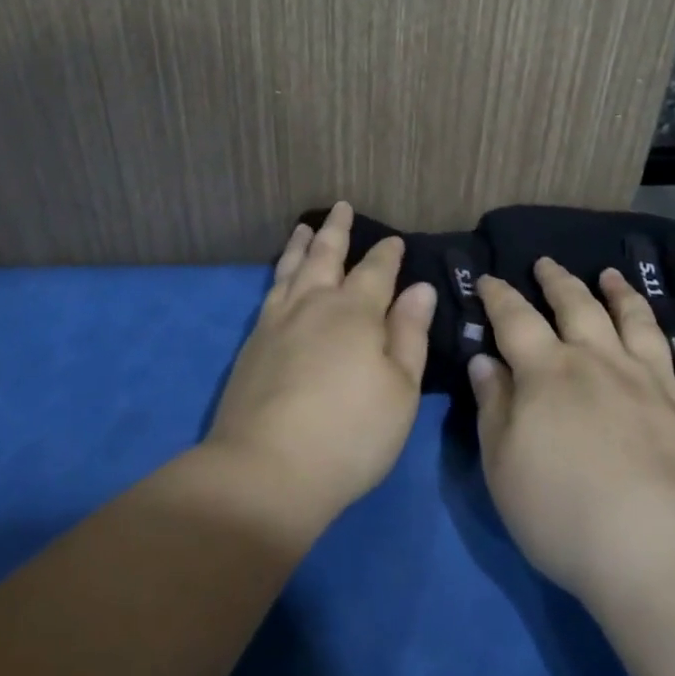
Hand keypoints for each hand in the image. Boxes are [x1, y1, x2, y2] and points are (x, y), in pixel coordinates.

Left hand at [205, 203, 436, 528]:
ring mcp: (278, 321)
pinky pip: (271, 291)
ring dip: (301, 245)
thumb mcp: (400, 389)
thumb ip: (410, 334)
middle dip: (337, 230)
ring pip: (292, 268)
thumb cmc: (350, 433)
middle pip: (327, 255)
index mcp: (355, 312)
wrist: (266, 469)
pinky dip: (280, 273)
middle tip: (340, 207)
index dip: (387, 254)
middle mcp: (314, 304)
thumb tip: (420, 288)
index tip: (394, 240)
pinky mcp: (254, 343)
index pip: (376, 271)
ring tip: (305, 228)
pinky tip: (281, 277)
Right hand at [469, 260, 674, 615]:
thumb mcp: (503, 466)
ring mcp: (656, 386)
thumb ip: (493, 406)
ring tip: (614, 275)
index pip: (515, 319)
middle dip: (559, 281)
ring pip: (639, 325)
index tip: (488, 278)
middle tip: (547, 262)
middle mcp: (602, 363)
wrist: (662, 556)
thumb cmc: (565, 514)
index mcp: (549, 372)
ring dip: (624, 296)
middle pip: (578, 307)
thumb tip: (484, 361)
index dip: (499, 296)